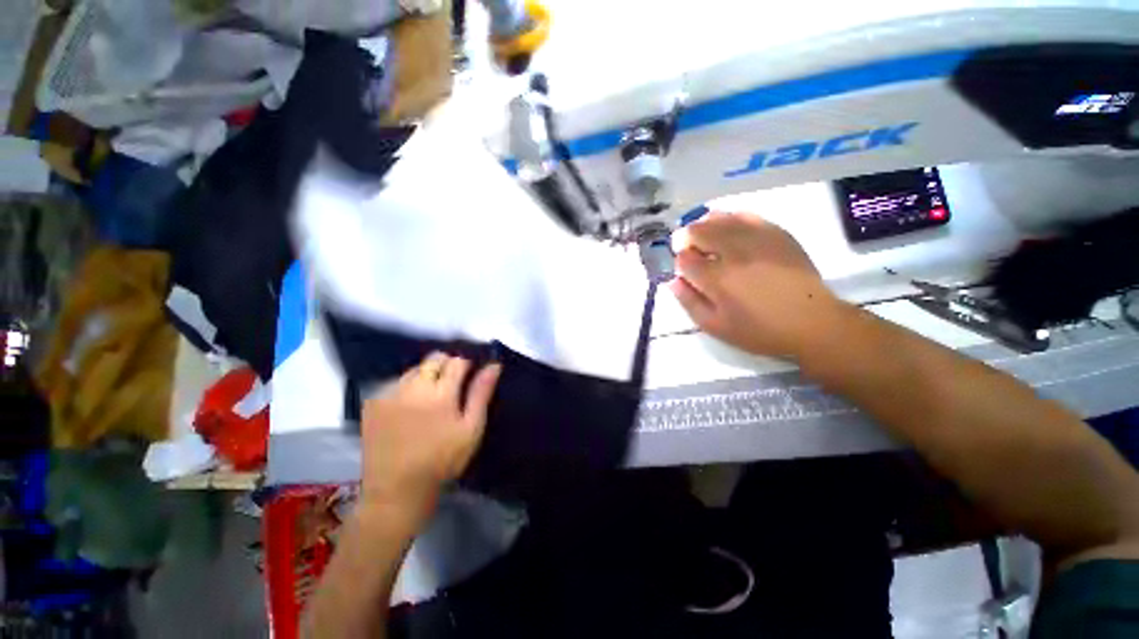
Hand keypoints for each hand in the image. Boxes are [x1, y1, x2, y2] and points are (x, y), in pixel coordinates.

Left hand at [360, 353, 501, 522]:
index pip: (457, 361)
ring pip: (413, 369)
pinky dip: (405, 387)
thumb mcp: (471, 429)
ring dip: (425, 375)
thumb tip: (494, 365)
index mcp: (441, 393)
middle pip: (433, 359)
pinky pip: (394, 382)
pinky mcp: (372, 403)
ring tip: (428, 398)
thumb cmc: (442, 460)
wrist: (396, 490)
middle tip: (449, 387)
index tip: (467, 379)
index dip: (466, 366)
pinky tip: (408, 407)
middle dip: (445, 366)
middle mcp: (413, 387)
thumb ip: (481, 393)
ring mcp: (389, 394)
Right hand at [669, 211, 841, 358]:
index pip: (684, 258)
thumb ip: (689, 302)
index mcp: (717, 279)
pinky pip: (744, 215)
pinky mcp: (775, 232)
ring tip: (706, 239)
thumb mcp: (715, 327)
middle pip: (697, 231)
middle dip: (686, 239)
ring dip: (704, 227)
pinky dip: (729, 219)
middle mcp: (734, 252)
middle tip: (690, 251)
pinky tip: (728, 229)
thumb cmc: (759, 330)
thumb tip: (673, 280)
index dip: (679, 262)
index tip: (684, 270)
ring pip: (718, 218)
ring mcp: (756, 238)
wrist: (811, 322)